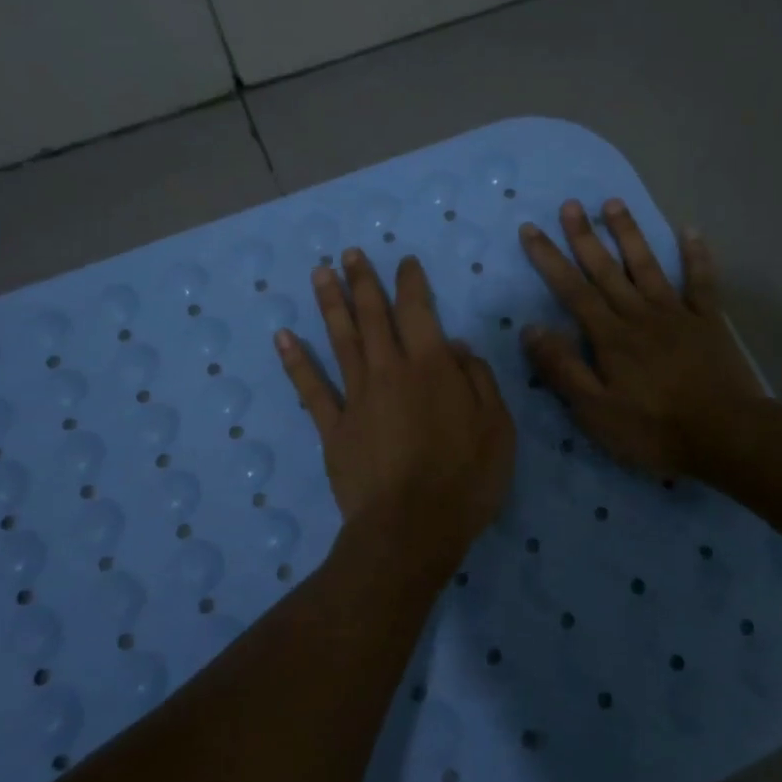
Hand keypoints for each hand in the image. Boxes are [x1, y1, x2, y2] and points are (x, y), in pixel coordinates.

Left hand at [276, 249, 515, 570]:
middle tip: (350, 253)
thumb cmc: (465, 479)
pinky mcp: (333, 428)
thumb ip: (478, 380)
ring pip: (340, 340)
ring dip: (331, 304)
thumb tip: (455, 348)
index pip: (418, 310)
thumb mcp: (497, 427)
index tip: (404, 262)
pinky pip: (311, 388)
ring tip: (320, 273)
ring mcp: (356, 398)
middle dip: (363, 281)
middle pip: (373, 316)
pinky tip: (283, 337)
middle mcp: (389, 371)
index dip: (411, 282)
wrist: (411, 529)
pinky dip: (296, 361)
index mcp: (431, 367)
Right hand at [519, 199, 764, 478]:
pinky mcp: (708, 321)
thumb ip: (563, 368)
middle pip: (606, 270)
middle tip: (570, 204)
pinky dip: (697, 255)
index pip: (571, 290)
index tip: (531, 229)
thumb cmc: (654, 430)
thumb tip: (530, 329)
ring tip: (613, 203)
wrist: (726, 435)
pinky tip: (691, 230)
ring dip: (629, 234)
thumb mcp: (595, 411)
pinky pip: (701, 281)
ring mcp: (677, 314)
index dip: (549, 258)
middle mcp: (639, 314)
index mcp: (610, 336)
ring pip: (647, 266)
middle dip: (584, 236)